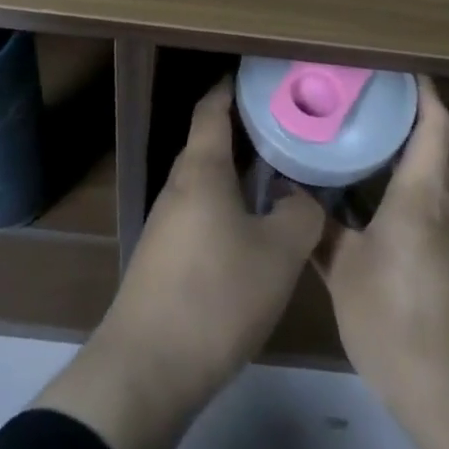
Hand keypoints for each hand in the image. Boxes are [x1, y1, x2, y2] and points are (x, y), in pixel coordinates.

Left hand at [104, 79, 325, 390]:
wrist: (146, 370)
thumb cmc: (215, 296)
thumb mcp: (278, 254)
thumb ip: (300, 214)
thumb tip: (302, 194)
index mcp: (201, 169)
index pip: (212, 108)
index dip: (233, 87)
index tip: (262, 78)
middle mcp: (179, 185)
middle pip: (211, 143)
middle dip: (247, 132)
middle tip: (290, 128)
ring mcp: (167, 222)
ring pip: (209, 181)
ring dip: (240, 174)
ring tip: (281, 176)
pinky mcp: (165, 257)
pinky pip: (202, 212)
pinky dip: (229, 206)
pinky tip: (255, 230)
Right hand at [319, 75, 448, 408]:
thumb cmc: (398, 320)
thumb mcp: (345, 272)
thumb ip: (318, 228)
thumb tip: (290, 191)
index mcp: (420, 195)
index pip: (434, 125)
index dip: (422, 89)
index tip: (394, 63)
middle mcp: (435, 205)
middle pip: (429, 142)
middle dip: (400, 111)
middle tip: (355, 90)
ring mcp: (438, 232)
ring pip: (421, 172)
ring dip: (394, 147)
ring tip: (348, 128)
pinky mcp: (434, 256)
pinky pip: (414, 200)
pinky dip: (390, 182)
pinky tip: (354, 190)